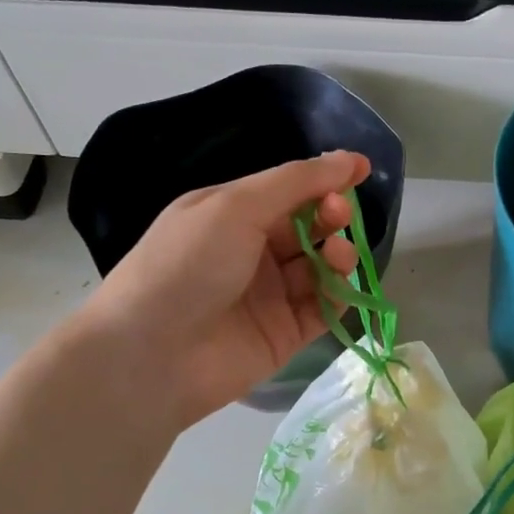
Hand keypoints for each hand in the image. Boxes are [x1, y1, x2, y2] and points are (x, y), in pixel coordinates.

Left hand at [78, 151, 370, 427]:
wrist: (152, 355)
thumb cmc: (186, 265)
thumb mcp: (235, 207)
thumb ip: (295, 182)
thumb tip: (348, 159)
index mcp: (231, 215)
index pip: (288, 191)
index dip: (324, 179)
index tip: (361, 170)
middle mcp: (251, 253)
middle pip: (308, 228)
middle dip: (331, 215)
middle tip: (338, 215)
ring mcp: (269, 296)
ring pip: (320, 268)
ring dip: (337, 255)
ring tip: (337, 255)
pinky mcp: (284, 335)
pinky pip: (322, 309)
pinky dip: (337, 295)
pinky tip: (339, 285)